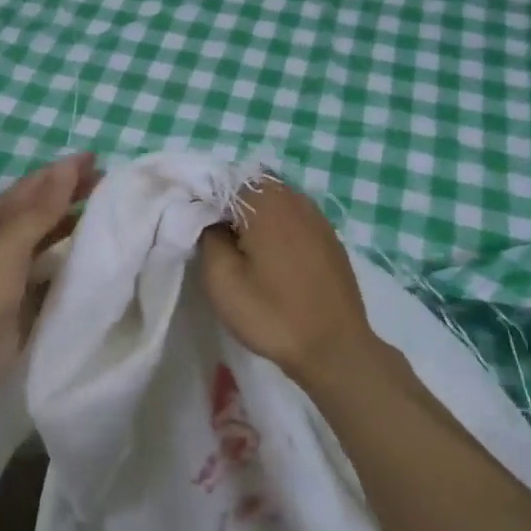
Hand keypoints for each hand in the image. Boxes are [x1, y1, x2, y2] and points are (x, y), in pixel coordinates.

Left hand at [0, 152, 97, 401]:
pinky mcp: (25, 300)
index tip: (97, 159)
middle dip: (72, 193)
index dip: (62, 170)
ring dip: (74, 223)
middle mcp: (3, 240)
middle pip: (42, 209)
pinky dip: (72, 258)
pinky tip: (94, 257)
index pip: (33, 185)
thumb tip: (69, 166)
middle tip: (109, 183)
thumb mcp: (10, 241)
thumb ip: (42, 207)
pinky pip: (54, 270)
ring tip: (108, 214)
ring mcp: (14, 271)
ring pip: (49, 238)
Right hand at [199, 179, 375, 376]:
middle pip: (250, 189)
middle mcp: (294, 198)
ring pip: (273, 205)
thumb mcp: (221, 278)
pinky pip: (293, 221)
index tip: (195, 229)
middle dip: (230, 209)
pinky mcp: (330, 238)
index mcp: (266, 200)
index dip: (204, 202)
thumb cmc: (272, 312)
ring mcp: (317, 217)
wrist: (334, 349)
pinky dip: (277, 232)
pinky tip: (272, 262)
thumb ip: (207, 235)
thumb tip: (208, 218)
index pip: (222, 181)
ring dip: (254, 221)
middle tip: (217, 243)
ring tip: (243, 254)